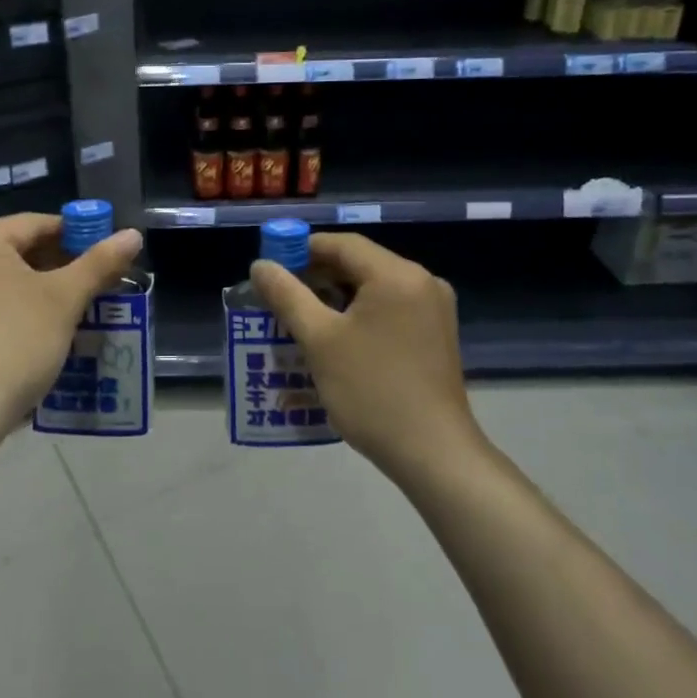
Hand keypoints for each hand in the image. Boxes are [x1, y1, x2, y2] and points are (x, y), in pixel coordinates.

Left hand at [0, 212, 143, 435]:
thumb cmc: (15, 343)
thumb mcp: (64, 299)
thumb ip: (100, 262)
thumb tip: (133, 235)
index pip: (36, 224)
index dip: (79, 234)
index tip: (109, 252)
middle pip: (18, 248)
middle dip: (61, 264)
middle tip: (99, 281)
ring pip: (4, 275)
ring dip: (42, 286)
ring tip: (80, 302)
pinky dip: (17, 302)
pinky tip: (45, 322)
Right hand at [250, 233, 481, 477]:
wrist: (432, 453)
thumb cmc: (371, 391)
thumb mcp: (319, 340)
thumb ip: (287, 296)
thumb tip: (260, 265)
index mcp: (397, 275)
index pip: (342, 244)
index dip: (302, 249)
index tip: (271, 268)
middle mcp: (422, 281)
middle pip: (359, 264)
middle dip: (317, 276)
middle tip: (281, 296)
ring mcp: (434, 309)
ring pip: (374, 288)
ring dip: (336, 297)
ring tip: (301, 319)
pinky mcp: (436, 334)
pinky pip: (390, 309)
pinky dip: (359, 314)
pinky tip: (335, 338)